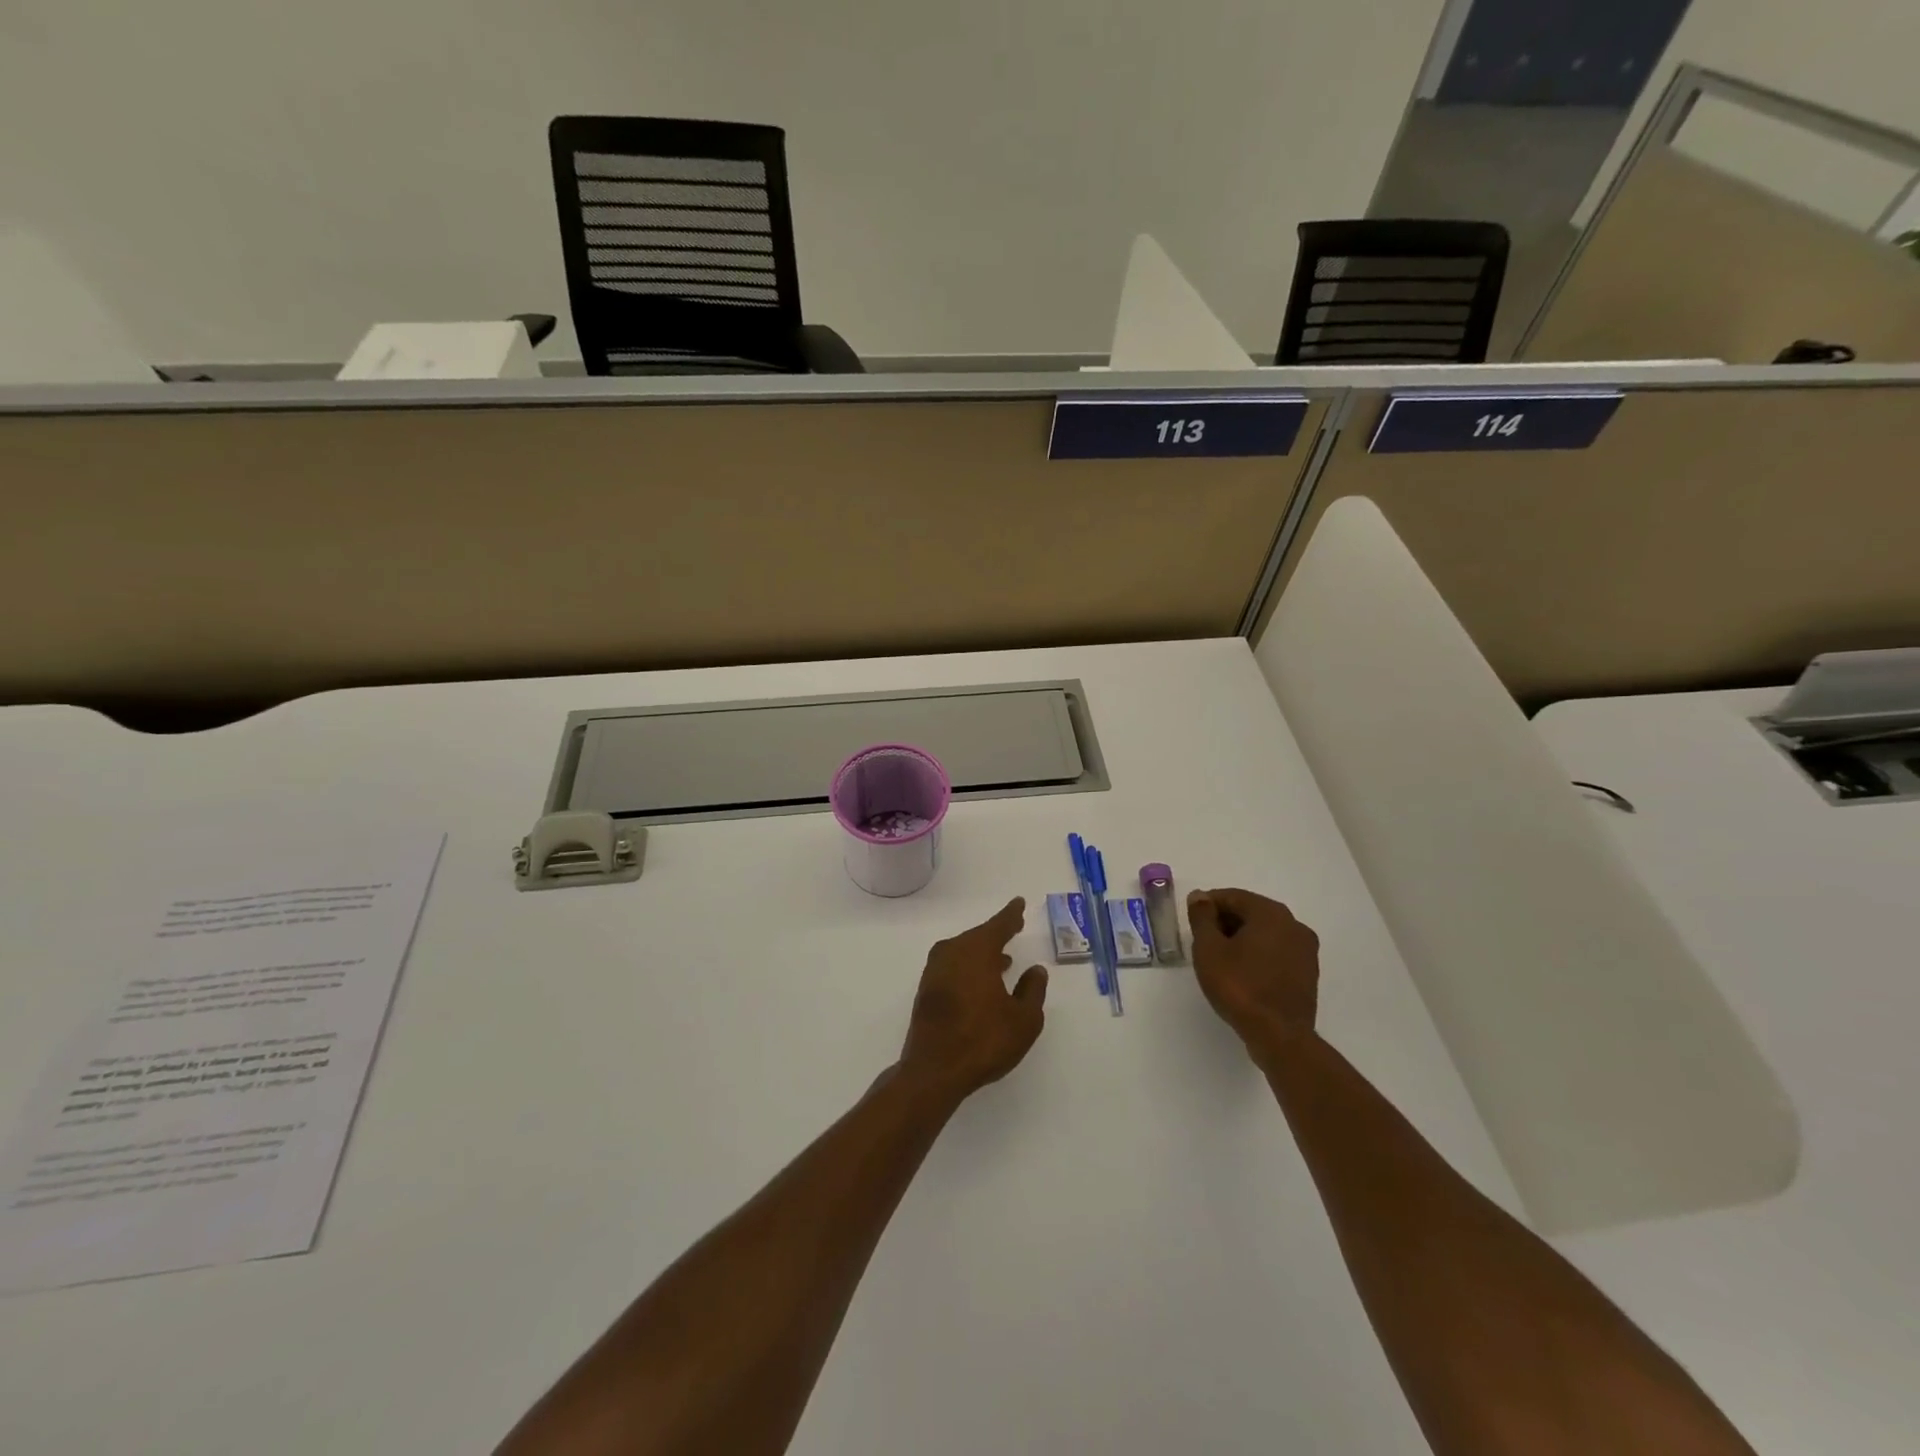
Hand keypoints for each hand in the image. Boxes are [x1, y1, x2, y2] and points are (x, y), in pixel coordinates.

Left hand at [898, 898, 1047, 1104]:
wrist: (934, 1070)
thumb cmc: (984, 1040)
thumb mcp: (1024, 1020)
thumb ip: (1032, 990)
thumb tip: (1035, 970)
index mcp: (977, 951)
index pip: (998, 925)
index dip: (1010, 915)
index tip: (1018, 903)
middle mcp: (953, 953)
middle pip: (978, 936)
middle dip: (997, 933)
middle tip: (1013, 928)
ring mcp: (935, 971)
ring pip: (964, 951)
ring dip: (982, 952)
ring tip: (1004, 961)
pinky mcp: (927, 990)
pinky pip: (953, 966)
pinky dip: (969, 967)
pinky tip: (981, 983)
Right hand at [1188, 888, 1318, 1059]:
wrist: (1279, 1036)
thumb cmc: (1239, 986)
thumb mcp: (1208, 949)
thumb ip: (1202, 917)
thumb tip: (1199, 896)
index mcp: (1271, 913)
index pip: (1232, 896)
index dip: (1207, 905)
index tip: (1192, 921)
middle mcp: (1294, 925)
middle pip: (1251, 912)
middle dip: (1225, 922)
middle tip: (1202, 941)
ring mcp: (1306, 950)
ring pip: (1265, 933)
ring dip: (1241, 939)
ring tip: (1220, 959)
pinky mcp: (1308, 973)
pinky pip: (1277, 952)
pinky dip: (1258, 955)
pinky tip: (1242, 973)